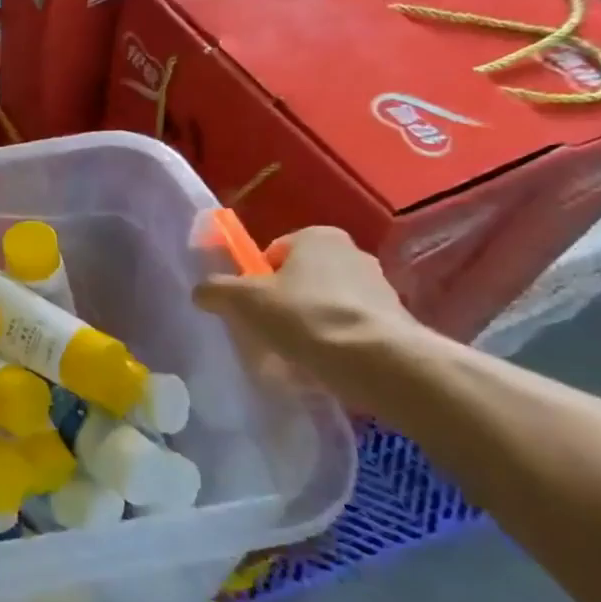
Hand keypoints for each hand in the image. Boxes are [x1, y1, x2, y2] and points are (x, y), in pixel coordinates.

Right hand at [193, 226, 421, 402]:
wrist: (378, 361)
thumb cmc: (303, 316)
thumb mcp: (240, 300)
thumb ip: (215, 290)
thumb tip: (203, 292)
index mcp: (318, 236)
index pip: (275, 252)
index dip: (257, 278)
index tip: (252, 306)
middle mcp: (354, 252)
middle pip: (302, 278)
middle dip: (285, 301)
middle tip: (269, 330)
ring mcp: (380, 288)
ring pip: (327, 304)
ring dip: (310, 324)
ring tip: (296, 354)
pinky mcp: (397, 322)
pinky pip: (351, 328)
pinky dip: (336, 343)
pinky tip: (324, 365)